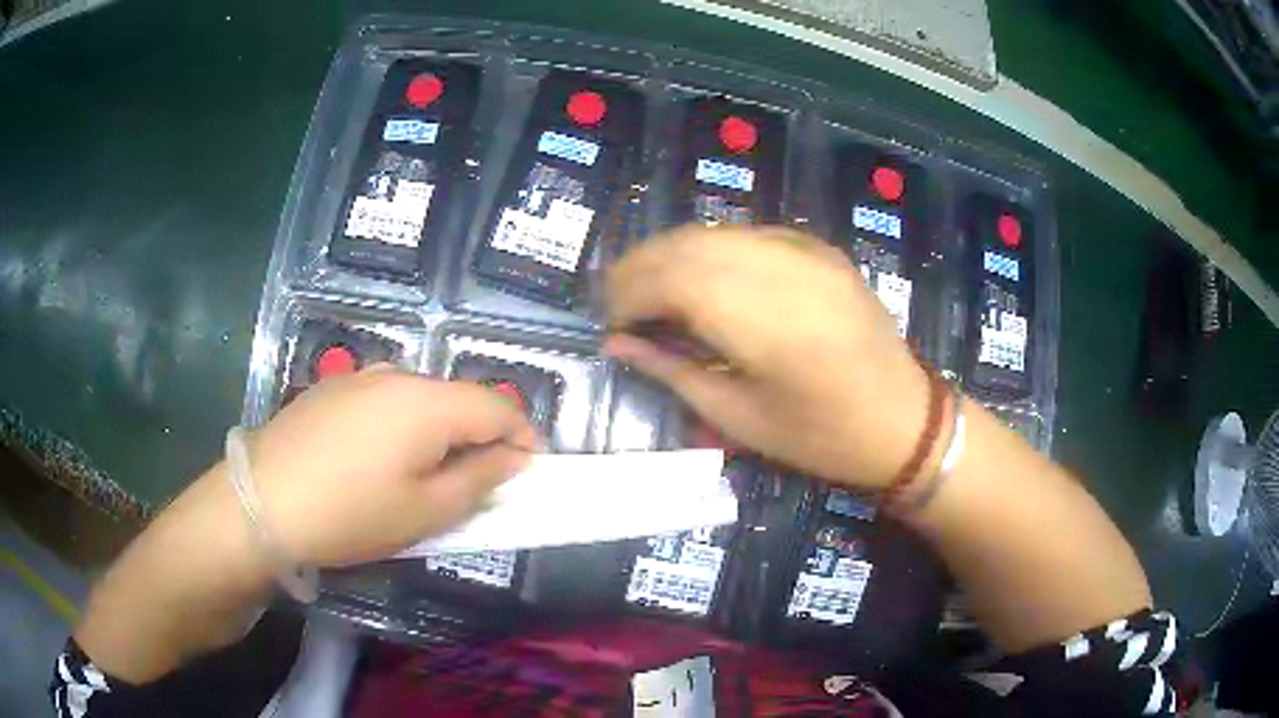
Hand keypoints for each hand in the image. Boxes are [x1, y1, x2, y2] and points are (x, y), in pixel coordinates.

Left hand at [242, 366, 537, 566]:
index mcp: (428, 402)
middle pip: (458, 398)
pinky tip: (380, 459)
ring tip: (428, 473)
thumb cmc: (350, 513)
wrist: (260, 502)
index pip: (497, 406)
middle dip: (480, 435)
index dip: (522, 435)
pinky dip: (402, 425)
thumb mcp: (425, 511)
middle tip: (478, 481)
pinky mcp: (332, 389)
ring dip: (440, 430)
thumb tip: (511, 457)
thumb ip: (479, 480)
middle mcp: (398, 376)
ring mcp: (360, 378)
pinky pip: (385, 400)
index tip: (529, 469)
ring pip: (421, 399)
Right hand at [604, 225, 929, 489]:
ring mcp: (803, 251)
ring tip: (652, 290)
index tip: (608, 321)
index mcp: (760, 320)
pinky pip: (747, 235)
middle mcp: (779, 269)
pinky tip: (704, 277)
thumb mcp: (739, 418)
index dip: (627, 293)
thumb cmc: (821, 437)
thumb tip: (617, 344)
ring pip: (714, 232)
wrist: (904, 419)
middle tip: (618, 302)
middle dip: (639, 267)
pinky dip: (712, 249)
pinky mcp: (818, 248)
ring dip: (671, 254)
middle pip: (685, 245)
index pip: (669, 278)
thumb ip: (673, 372)